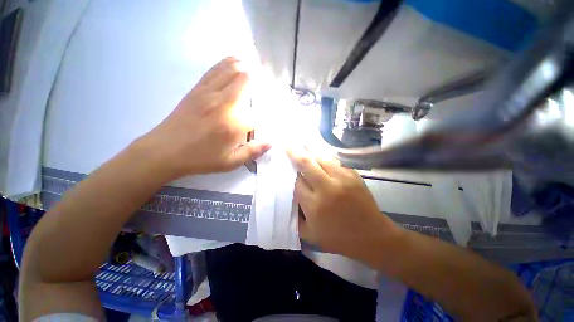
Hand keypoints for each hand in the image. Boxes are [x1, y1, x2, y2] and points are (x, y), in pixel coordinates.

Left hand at [139, 57, 269, 177]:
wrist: (165, 150)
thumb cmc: (201, 159)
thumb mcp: (231, 162)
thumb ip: (253, 152)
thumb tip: (271, 143)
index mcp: (235, 125)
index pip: (261, 115)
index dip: (270, 114)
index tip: (274, 116)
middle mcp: (225, 104)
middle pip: (246, 81)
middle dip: (259, 80)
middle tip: (267, 83)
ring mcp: (210, 93)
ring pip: (231, 70)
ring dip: (245, 66)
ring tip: (255, 64)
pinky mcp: (198, 89)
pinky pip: (215, 70)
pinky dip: (227, 63)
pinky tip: (234, 60)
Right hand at [287, 147, 400, 259]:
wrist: (372, 236)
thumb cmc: (339, 238)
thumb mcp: (310, 234)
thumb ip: (295, 218)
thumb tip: (288, 199)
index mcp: (314, 205)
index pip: (296, 181)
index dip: (290, 172)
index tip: (285, 166)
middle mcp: (327, 188)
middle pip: (307, 164)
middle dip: (295, 153)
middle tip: (288, 146)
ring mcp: (342, 179)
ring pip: (321, 158)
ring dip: (310, 149)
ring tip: (303, 144)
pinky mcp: (353, 175)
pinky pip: (335, 160)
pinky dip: (325, 156)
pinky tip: (320, 153)